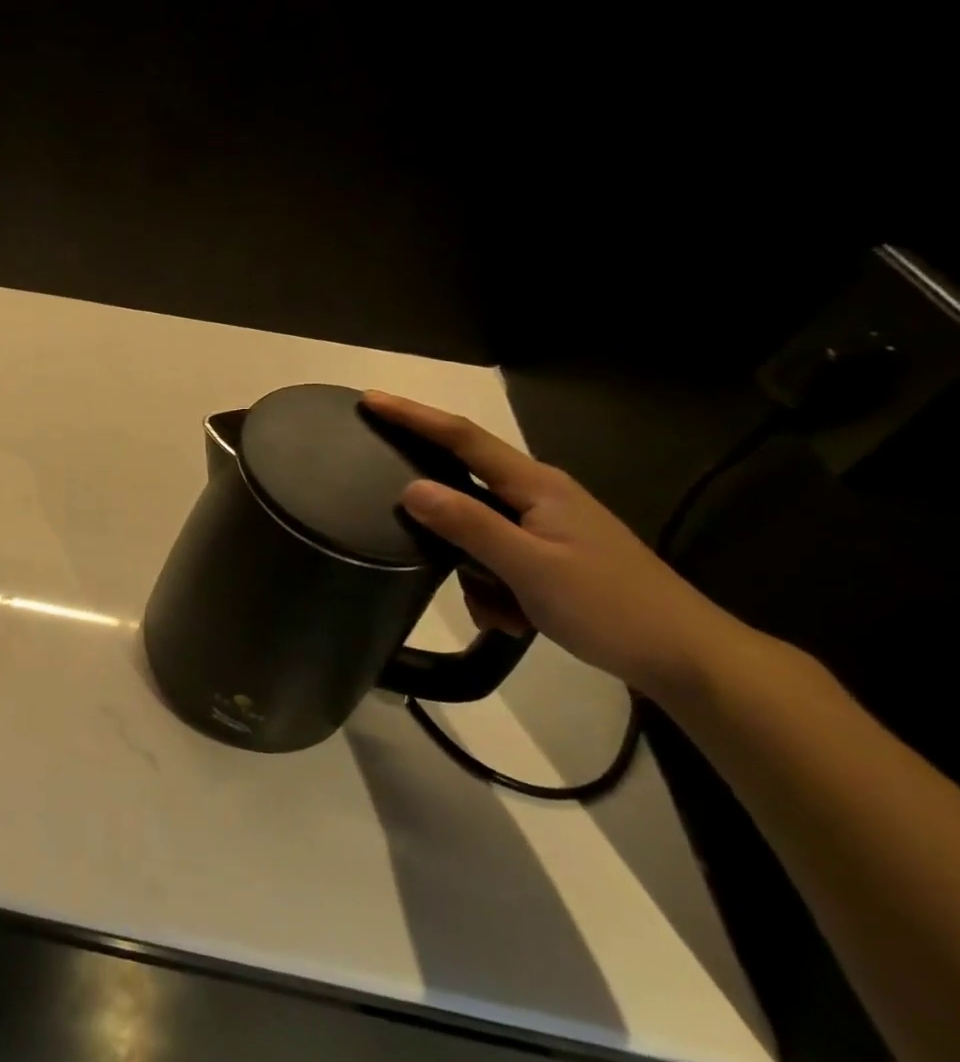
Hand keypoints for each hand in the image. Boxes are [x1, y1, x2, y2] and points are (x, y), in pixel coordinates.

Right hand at [361, 391, 751, 702]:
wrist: (692, 661)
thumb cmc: (611, 607)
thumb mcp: (530, 568)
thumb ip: (468, 525)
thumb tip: (410, 489)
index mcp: (537, 486)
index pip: (462, 438)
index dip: (413, 417)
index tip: (370, 400)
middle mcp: (541, 498)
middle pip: (465, 492)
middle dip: (445, 528)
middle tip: (420, 547)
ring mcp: (549, 529)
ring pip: (479, 536)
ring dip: (477, 575)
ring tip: (500, 614)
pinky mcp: (555, 559)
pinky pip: (500, 562)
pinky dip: (497, 591)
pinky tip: (514, 622)